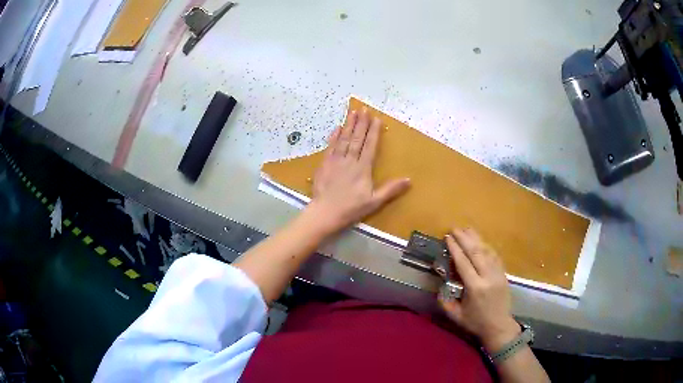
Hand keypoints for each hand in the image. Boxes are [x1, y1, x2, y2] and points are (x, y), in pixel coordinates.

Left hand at [308, 108, 410, 232]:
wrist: (325, 212)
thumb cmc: (351, 208)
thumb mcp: (374, 202)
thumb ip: (391, 189)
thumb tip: (409, 179)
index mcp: (363, 168)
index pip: (370, 146)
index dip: (373, 131)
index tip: (376, 118)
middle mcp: (350, 160)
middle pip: (356, 138)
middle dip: (361, 123)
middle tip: (364, 109)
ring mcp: (335, 161)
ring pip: (343, 139)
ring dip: (348, 125)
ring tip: (352, 112)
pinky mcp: (324, 164)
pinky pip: (330, 147)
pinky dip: (334, 136)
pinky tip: (337, 128)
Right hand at [439, 228, 519, 351]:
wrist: (499, 326)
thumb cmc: (475, 322)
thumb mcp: (456, 315)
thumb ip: (445, 301)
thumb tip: (440, 285)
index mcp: (475, 287)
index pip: (463, 263)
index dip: (455, 249)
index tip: (448, 237)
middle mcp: (488, 277)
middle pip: (476, 253)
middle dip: (465, 239)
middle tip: (455, 229)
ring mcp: (498, 274)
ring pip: (487, 251)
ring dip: (476, 239)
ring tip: (467, 229)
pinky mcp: (503, 274)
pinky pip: (495, 256)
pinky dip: (487, 246)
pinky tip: (481, 241)